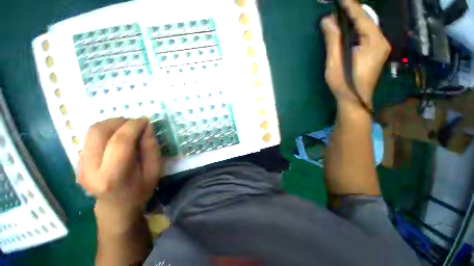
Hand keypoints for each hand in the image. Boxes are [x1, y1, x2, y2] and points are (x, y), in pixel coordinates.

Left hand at [77, 118, 162, 227]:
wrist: (116, 207)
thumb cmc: (140, 190)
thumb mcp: (154, 170)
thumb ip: (151, 147)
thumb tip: (146, 127)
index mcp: (113, 176)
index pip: (119, 141)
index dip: (133, 126)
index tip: (145, 121)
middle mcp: (90, 170)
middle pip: (99, 132)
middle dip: (119, 121)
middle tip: (135, 123)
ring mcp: (80, 166)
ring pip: (92, 132)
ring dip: (112, 124)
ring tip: (127, 128)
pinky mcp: (78, 162)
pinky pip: (90, 138)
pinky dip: (106, 131)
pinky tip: (118, 137)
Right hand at [321, 0, 390, 109]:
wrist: (354, 99)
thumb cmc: (343, 83)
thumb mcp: (335, 62)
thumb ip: (333, 40)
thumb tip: (327, 20)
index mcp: (373, 41)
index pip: (361, 17)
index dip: (349, 6)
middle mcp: (381, 40)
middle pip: (366, 20)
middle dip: (351, 12)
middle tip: (338, 7)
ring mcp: (380, 46)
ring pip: (366, 27)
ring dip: (353, 20)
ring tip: (340, 16)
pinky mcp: (375, 52)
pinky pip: (366, 34)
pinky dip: (356, 29)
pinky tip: (347, 29)